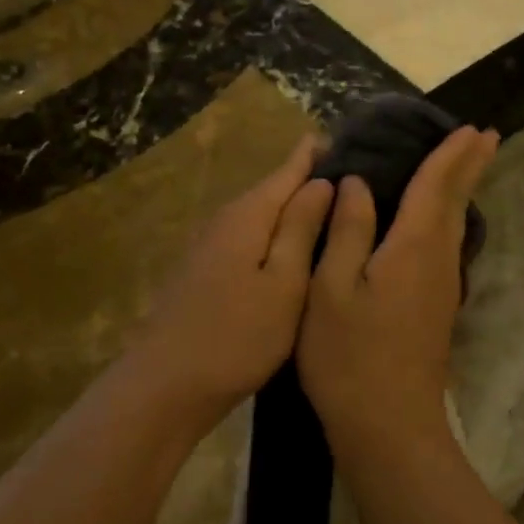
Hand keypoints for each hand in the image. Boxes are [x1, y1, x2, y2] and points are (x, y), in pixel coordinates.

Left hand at [123, 134, 334, 433]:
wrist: (167, 384)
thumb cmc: (237, 335)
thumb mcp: (284, 283)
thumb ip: (302, 228)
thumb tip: (322, 181)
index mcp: (249, 214)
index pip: (290, 169)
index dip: (316, 154)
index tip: (349, 139)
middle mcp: (226, 219)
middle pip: (274, 189)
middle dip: (309, 179)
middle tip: (356, 176)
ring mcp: (211, 245)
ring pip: (262, 215)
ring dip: (294, 208)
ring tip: (334, 209)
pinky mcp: (205, 270)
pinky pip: (250, 237)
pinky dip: (275, 234)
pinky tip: (293, 248)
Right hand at [297, 126, 498, 452]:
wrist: (389, 427)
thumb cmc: (349, 355)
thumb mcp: (332, 288)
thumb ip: (348, 231)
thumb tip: (357, 184)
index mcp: (414, 247)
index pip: (437, 186)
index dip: (451, 155)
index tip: (471, 128)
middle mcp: (438, 260)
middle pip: (458, 202)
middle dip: (471, 167)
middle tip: (487, 136)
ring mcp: (442, 287)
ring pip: (456, 224)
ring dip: (463, 190)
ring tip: (467, 166)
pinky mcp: (437, 307)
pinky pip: (447, 244)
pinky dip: (449, 217)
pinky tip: (439, 221)